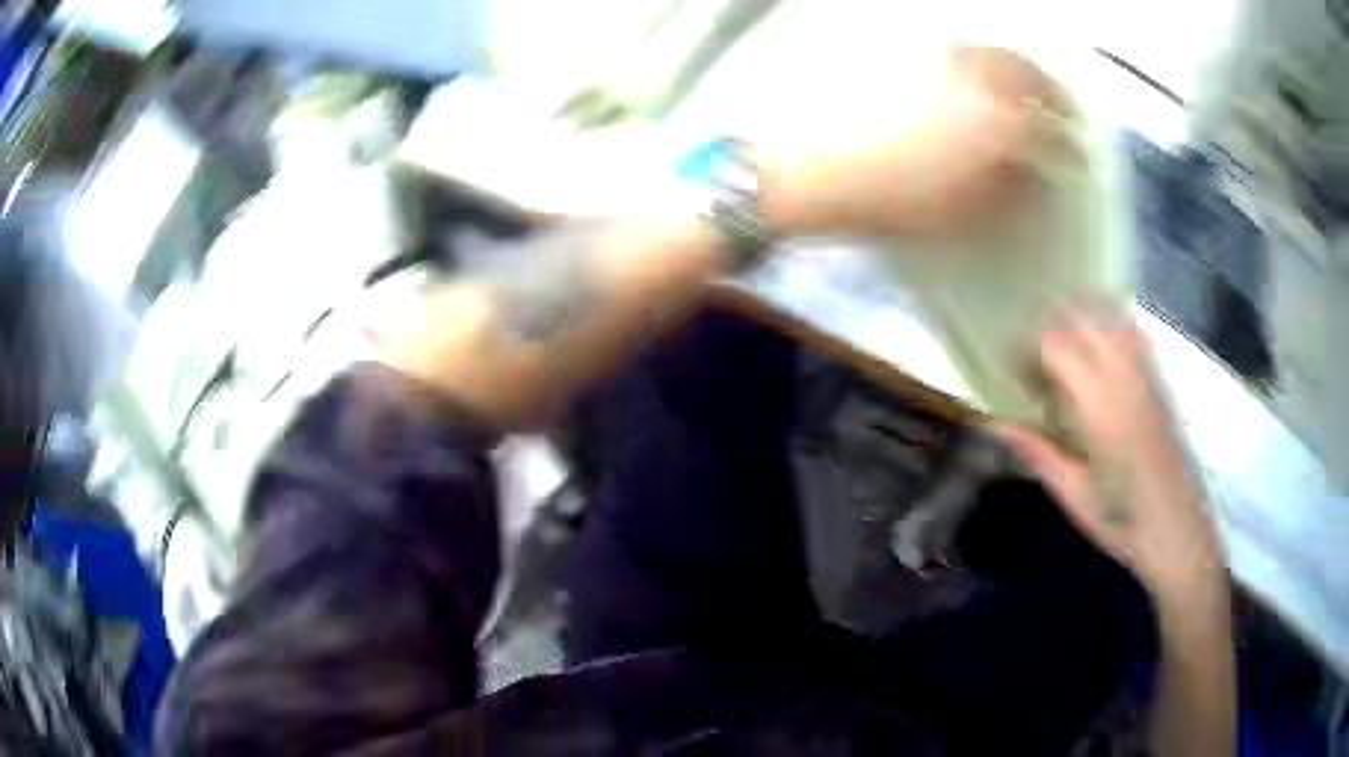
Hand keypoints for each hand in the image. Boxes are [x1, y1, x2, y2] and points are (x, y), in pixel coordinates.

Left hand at [762, 46, 1074, 236]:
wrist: (809, 168)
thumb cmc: (886, 201)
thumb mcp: (958, 213)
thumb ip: (1005, 193)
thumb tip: (1032, 178)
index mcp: (994, 128)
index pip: (1051, 134)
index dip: (1071, 149)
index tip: (1080, 157)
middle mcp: (972, 81)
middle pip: (1029, 77)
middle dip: (1054, 95)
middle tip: (1063, 110)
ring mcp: (935, 59)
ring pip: (994, 52)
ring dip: (1021, 67)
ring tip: (1028, 83)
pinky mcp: (905, 52)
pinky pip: (955, 44)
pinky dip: (978, 53)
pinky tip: (979, 66)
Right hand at [993, 303, 1225, 601]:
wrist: (1177, 532)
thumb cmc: (1122, 520)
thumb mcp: (1074, 494)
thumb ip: (1038, 451)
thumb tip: (996, 423)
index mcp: (1099, 406)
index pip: (1056, 344)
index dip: (1027, 348)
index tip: (1014, 372)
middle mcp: (1125, 377)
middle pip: (1083, 316)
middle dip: (1051, 324)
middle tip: (1035, 357)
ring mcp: (1147, 374)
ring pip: (1110, 315)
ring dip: (1081, 318)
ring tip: (1064, 346)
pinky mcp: (1160, 380)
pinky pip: (1133, 331)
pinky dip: (1110, 324)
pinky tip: (1100, 350)